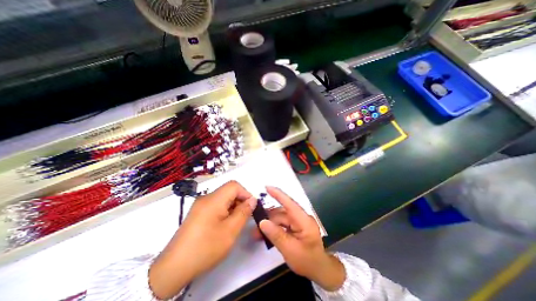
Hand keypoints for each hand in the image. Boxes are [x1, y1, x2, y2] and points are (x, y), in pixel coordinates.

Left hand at [146, 180, 254, 299]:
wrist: (174, 268)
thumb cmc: (206, 247)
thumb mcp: (230, 230)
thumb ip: (244, 212)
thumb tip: (252, 200)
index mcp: (213, 200)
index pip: (234, 185)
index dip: (245, 193)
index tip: (251, 207)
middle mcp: (206, 198)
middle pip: (228, 191)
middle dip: (240, 200)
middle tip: (244, 216)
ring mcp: (200, 205)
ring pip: (223, 198)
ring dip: (233, 206)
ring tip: (235, 222)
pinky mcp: (197, 213)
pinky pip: (216, 205)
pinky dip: (225, 210)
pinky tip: (225, 225)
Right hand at [261, 186, 345, 290]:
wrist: (320, 271)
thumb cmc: (308, 261)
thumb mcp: (290, 250)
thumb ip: (276, 235)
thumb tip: (262, 222)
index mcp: (303, 220)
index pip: (289, 203)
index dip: (278, 194)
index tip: (267, 187)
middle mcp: (301, 218)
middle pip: (282, 213)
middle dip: (268, 217)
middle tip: (255, 225)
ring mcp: (298, 222)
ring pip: (280, 218)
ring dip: (269, 224)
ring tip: (257, 233)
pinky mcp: (296, 227)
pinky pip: (282, 224)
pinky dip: (274, 228)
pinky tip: (265, 234)